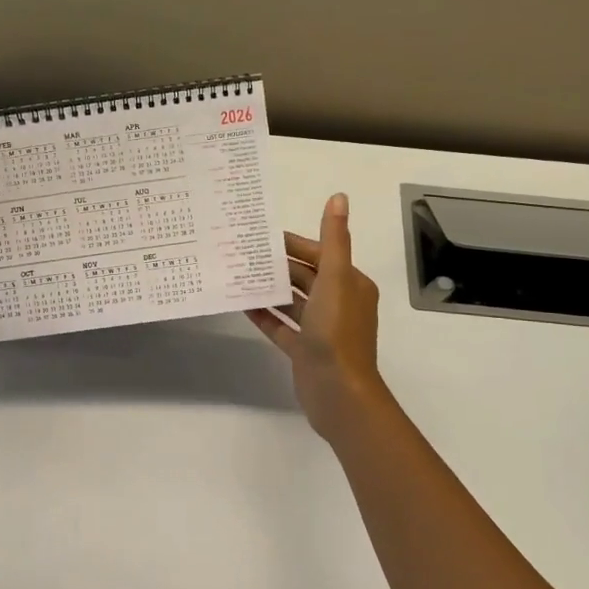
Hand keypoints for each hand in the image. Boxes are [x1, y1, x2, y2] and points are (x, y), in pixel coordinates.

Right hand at [248, 194, 392, 440]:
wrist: (338, 392)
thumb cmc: (337, 331)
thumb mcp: (335, 278)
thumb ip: (333, 239)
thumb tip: (339, 197)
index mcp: (351, 284)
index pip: (320, 254)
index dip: (293, 244)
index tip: (262, 237)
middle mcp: (338, 303)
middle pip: (305, 277)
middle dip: (278, 265)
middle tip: (242, 253)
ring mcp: (321, 329)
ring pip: (292, 301)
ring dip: (270, 289)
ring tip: (238, 275)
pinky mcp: (304, 350)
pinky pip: (282, 326)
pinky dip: (265, 315)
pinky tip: (242, 304)